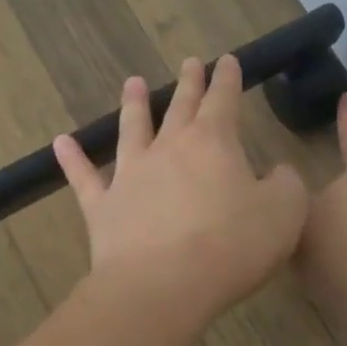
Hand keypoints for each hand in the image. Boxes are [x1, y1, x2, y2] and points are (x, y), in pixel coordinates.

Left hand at [54, 55, 308, 330]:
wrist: (163, 285)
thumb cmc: (232, 245)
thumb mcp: (284, 212)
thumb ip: (286, 184)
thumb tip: (278, 171)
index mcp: (213, 142)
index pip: (223, 100)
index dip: (227, 78)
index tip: (226, 60)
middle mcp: (168, 148)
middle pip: (180, 107)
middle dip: (188, 83)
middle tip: (189, 62)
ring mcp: (130, 174)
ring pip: (132, 129)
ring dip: (134, 105)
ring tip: (133, 82)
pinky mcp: (102, 207)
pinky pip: (84, 177)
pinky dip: (72, 159)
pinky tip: (61, 142)